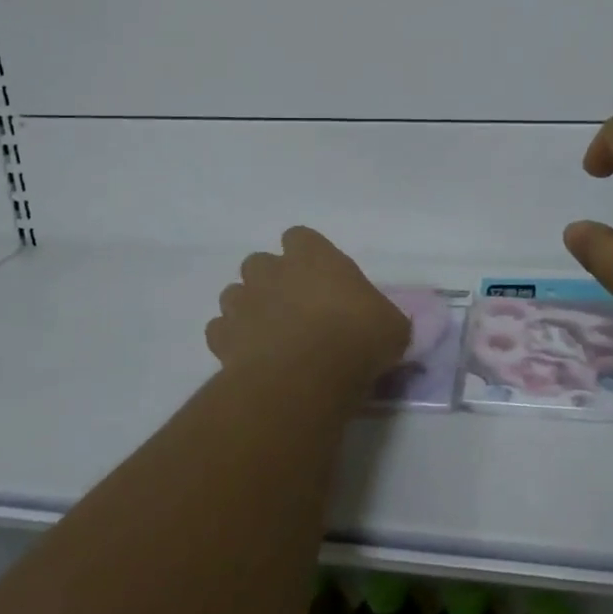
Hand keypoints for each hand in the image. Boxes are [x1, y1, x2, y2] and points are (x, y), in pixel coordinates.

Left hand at [206, 226, 409, 393]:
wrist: (307, 376)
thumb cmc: (357, 338)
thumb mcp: (392, 327)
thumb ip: (384, 318)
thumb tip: (387, 326)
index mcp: (314, 257)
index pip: (300, 237)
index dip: (306, 256)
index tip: (319, 278)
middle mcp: (273, 271)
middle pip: (260, 263)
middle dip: (271, 281)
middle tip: (292, 308)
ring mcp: (243, 303)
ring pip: (234, 294)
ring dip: (248, 309)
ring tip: (268, 334)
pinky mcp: (222, 338)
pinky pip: (220, 331)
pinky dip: (231, 341)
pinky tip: (249, 358)